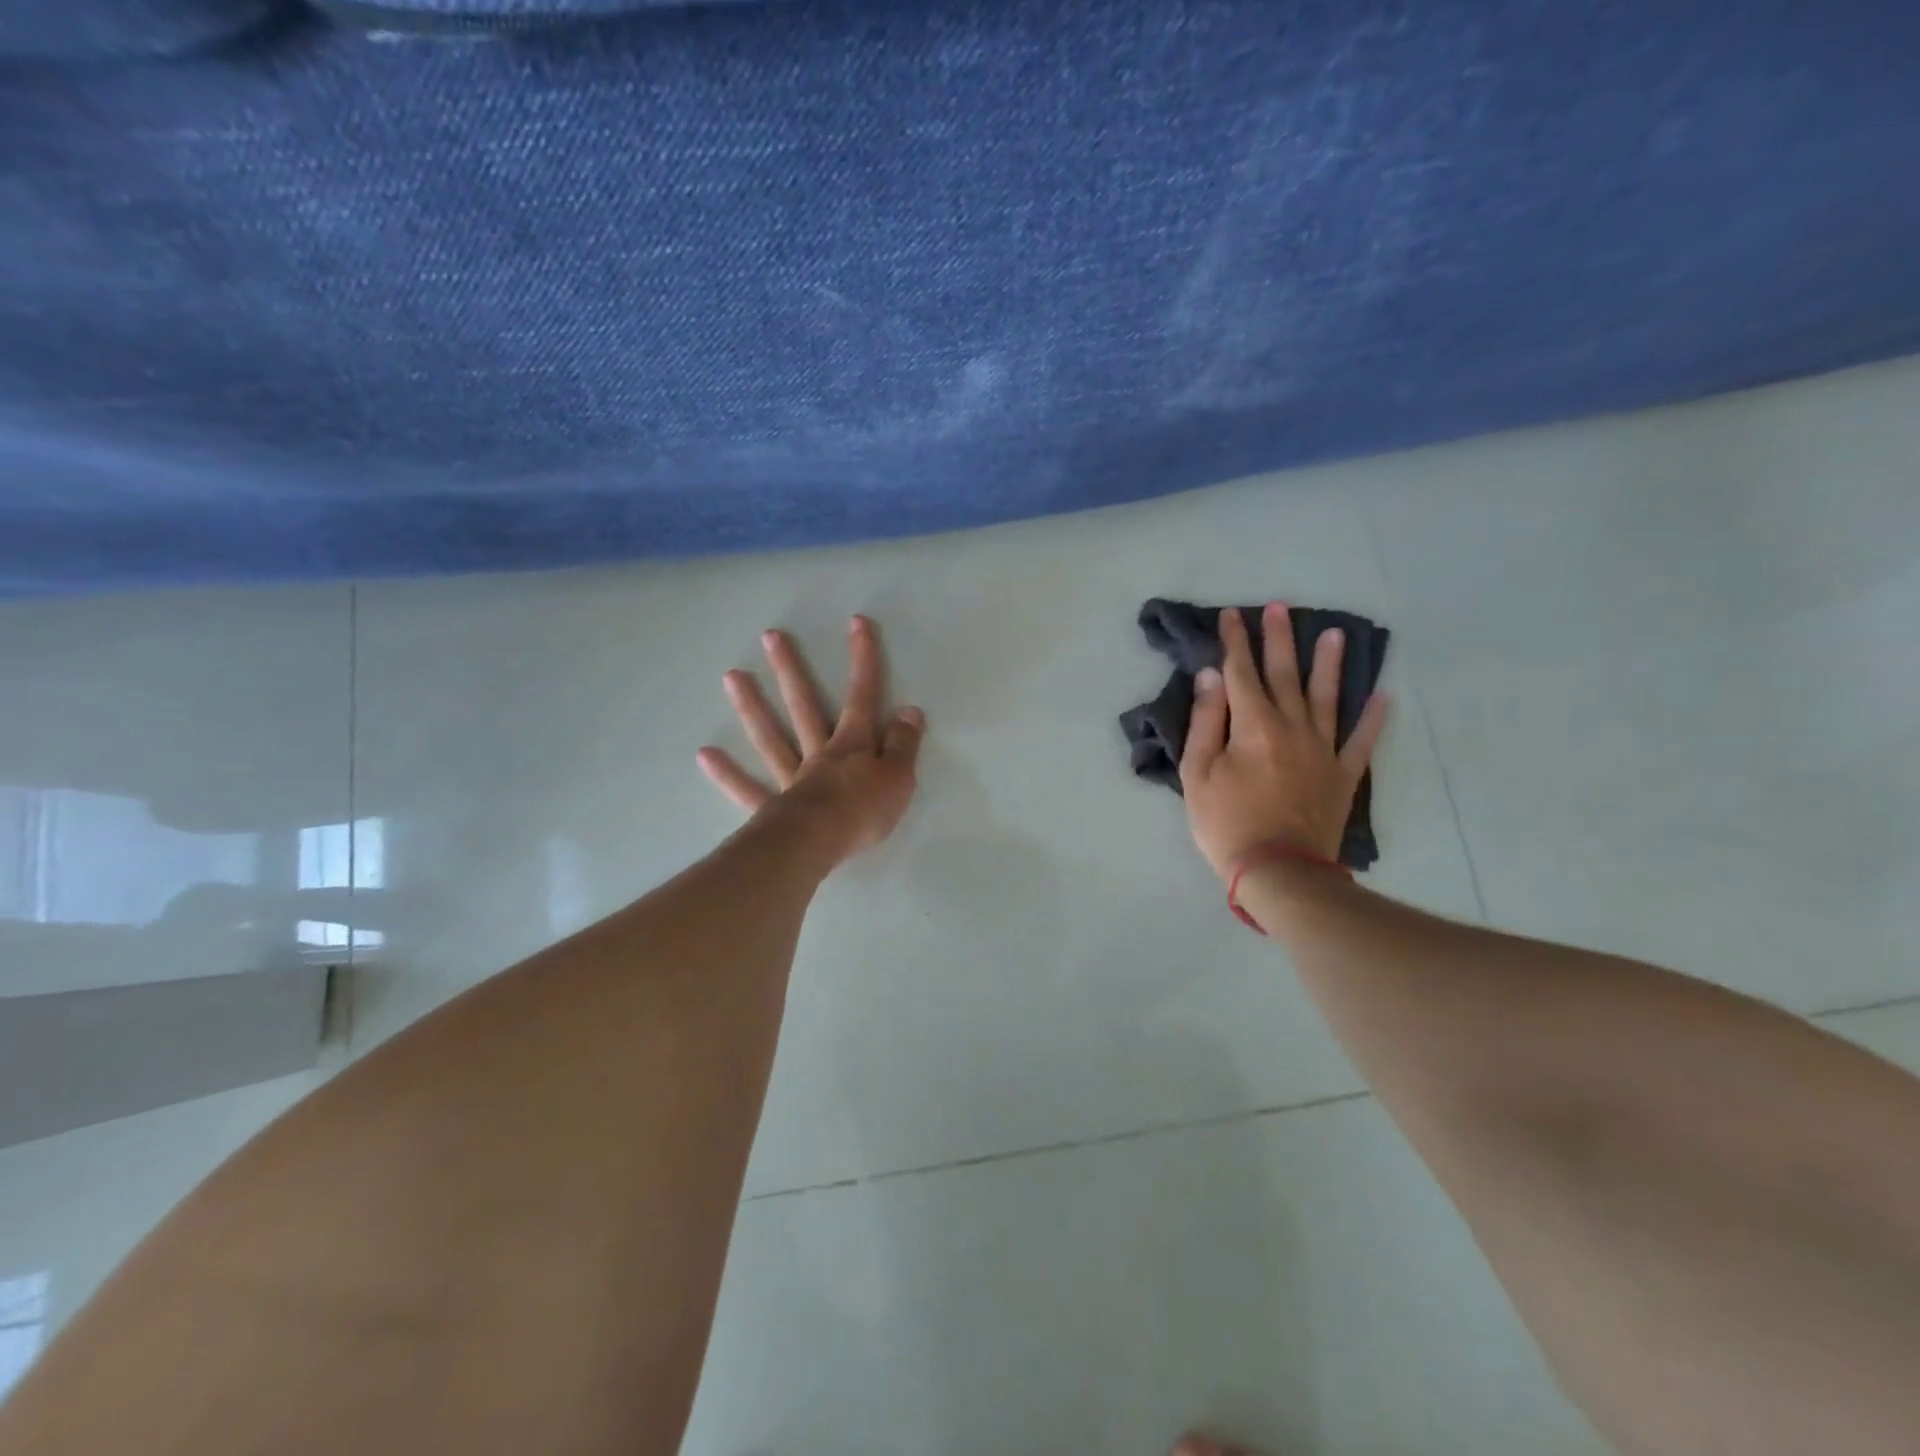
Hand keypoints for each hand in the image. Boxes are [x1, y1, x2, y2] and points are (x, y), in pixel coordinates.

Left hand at [698, 615, 924, 865]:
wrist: (820, 843)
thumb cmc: (864, 810)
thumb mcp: (899, 777)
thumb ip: (904, 743)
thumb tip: (910, 710)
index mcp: (852, 745)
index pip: (862, 696)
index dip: (863, 660)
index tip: (856, 623)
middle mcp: (819, 753)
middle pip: (804, 706)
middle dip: (791, 670)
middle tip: (770, 637)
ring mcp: (791, 778)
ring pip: (771, 737)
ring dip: (752, 707)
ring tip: (731, 676)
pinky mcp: (772, 808)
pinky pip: (747, 789)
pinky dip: (727, 774)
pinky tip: (705, 754)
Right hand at [1180, 603, 1387, 880]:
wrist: (1279, 872)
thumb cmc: (1227, 823)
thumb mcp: (1197, 774)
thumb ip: (1206, 722)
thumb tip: (1212, 677)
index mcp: (1253, 726)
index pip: (1241, 672)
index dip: (1235, 641)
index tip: (1232, 614)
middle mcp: (1292, 727)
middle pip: (1284, 674)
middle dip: (1279, 639)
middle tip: (1280, 607)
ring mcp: (1323, 750)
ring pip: (1327, 697)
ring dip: (1329, 664)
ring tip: (1334, 634)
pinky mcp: (1343, 774)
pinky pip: (1361, 740)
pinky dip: (1373, 718)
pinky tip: (1383, 696)